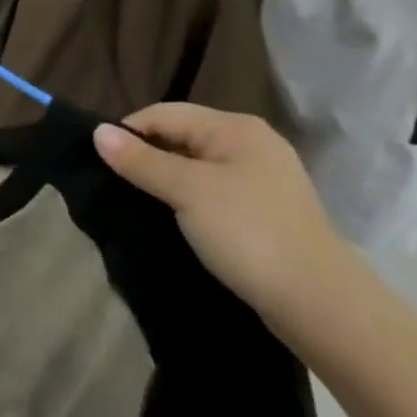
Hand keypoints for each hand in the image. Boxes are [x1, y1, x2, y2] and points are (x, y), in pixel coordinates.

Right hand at [93, 103, 354, 330]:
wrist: (319, 303)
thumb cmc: (249, 232)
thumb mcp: (187, 191)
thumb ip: (141, 160)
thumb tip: (97, 131)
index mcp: (235, 128)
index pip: (164, 113)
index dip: (129, 132)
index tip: (100, 162)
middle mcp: (250, 144)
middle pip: (180, 137)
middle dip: (145, 156)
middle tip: (114, 184)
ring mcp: (260, 179)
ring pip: (194, 167)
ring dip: (164, 180)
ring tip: (136, 202)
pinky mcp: (262, 211)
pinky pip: (210, 192)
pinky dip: (185, 200)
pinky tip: (170, 218)